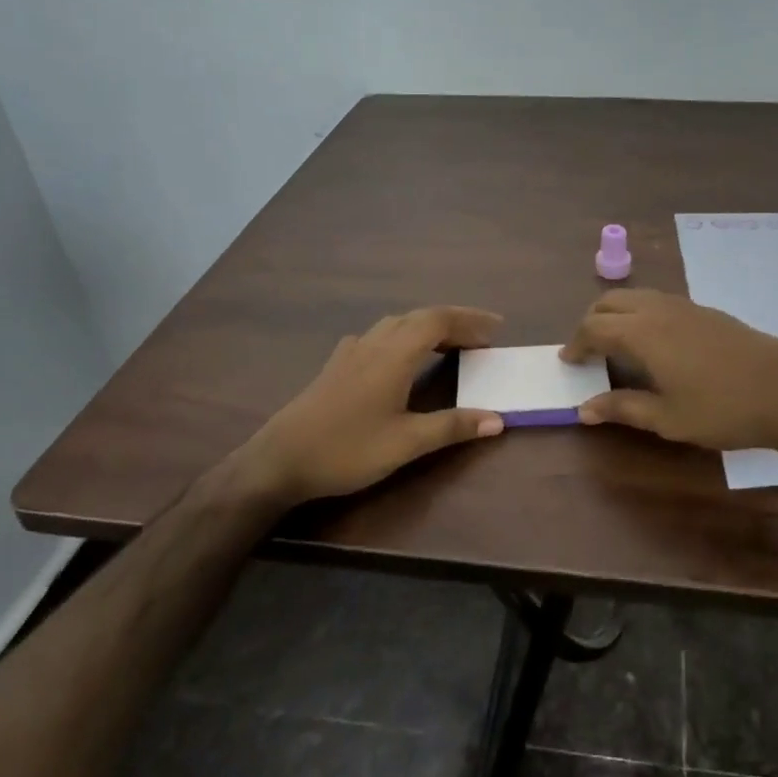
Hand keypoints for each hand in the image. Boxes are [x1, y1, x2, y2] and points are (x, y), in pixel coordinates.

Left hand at [235, 306, 505, 505]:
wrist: (280, 460)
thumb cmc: (346, 450)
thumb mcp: (405, 443)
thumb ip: (452, 427)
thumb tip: (497, 419)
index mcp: (394, 355)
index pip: (438, 320)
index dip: (470, 319)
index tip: (497, 328)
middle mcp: (374, 343)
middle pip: (419, 317)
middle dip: (454, 321)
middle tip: (482, 337)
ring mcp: (351, 352)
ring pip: (396, 323)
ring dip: (427, 326)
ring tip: (450, 344)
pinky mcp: (336, 365)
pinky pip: (378, 335)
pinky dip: (402, 336)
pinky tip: (400, 356)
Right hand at [560, 289, 777, 453]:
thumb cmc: (723, 410)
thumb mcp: (667, 418)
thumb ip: (622, 409)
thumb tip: (583, 410)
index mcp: (642, 333)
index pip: (593, 327)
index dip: (576, 343)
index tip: (568, 361)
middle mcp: (659, 310)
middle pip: (610, 302)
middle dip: (591, 322)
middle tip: (586, 350)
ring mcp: (685, 306)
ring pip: (636, 296)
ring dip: (616, 314)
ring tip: (615, 344)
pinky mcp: (706, 310)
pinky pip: (658, 301)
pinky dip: (640, 312)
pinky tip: (653, 341)